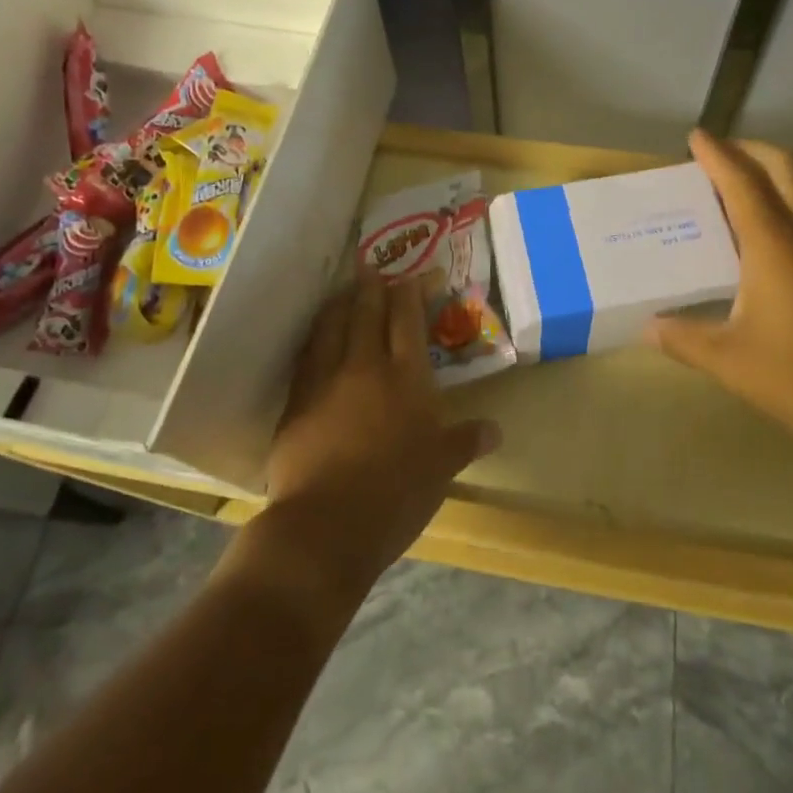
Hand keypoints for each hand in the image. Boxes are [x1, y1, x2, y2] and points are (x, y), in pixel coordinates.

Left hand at [260, 276, 500, 599]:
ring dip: (340, 304)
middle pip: (367, 312)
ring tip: (344, 291)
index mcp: (406, 377)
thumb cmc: (395, 494)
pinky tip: (316, 336)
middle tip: (373, 267)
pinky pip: (307, 355)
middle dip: (373, 287)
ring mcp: (326, 381)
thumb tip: (495, 429)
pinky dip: (315, 337)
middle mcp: (365, 366)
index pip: (409, 319)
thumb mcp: (441, 469)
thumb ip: (465, 441)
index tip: (419, 275)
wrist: (326, 525)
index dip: (414, 291)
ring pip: (332, 326)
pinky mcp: (297, 401)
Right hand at [647, 131, 792, 447]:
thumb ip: (683, 339)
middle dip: (750, 150)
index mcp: (775, 245)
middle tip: (717, 157)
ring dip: (769, 180)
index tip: (696, 136)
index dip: (717, 154)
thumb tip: (647, 328)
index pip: (741, 182)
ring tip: (730, 200)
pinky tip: (762, 250)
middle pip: (784, 168)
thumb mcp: (729, 360)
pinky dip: (783, 212)